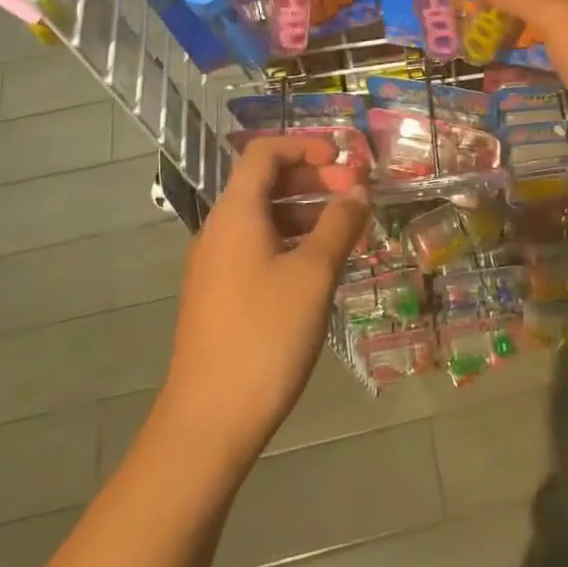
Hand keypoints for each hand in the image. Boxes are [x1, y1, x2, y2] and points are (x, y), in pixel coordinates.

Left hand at [159, 137, 369, 461]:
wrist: (208, 421)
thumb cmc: (265, 336)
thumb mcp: (314, 275)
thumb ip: (339, 224)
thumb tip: (358, 190)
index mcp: (236, 214)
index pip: (264, 152)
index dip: (305, 145)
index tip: (344, 160)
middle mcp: (220, 230)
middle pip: (265, 181)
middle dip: (313, 178)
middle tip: (356, 194)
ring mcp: (217, 264)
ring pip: (265, 217)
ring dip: (307, 211)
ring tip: (348, 229)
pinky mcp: (221, 294)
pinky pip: (259, 247)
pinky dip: (293, 240)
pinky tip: (322, 265)